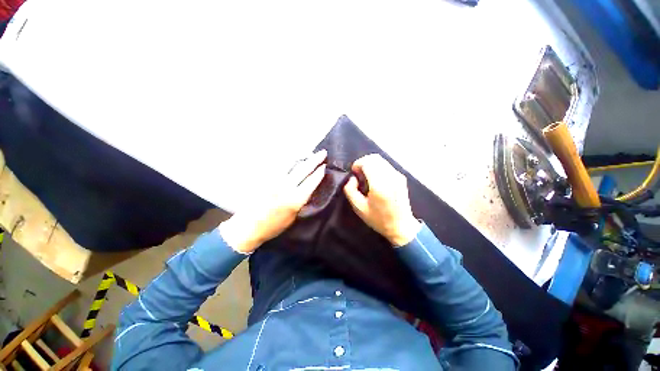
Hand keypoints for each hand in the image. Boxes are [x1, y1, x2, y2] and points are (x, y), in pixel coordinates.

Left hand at [220, 150, 326, 253]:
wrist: (248, 227)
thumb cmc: (273, 226)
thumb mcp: (293, 218)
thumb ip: (301, 202)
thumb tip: (308, 190)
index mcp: (295, 199)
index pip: (311, 181)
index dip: (319, 172)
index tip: (325, 165)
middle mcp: (286, 187)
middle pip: (303, 169)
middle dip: (315, 159)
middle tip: (323, 152)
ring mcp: (274, 181)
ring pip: (291, 164)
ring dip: (302, 157)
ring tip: (308, 153)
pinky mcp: (265, 178)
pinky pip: (279, 166)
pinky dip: (288, 161)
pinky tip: (292, 159)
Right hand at [343, 154, 420, 245]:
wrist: (401, 226)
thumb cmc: (378, 219)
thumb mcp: (358, 208)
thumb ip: (350, 190)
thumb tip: (353, 178)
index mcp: (379, 185)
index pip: (367, 162)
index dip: (358, 164)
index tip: (354, 173)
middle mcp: (390, 177)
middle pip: (374, 158)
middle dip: (363, 162)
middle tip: (359, 174)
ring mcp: (398, 176)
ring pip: (381, 160)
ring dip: (371, 164)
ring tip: (366, 176)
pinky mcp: (401, 177)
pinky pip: (386, 165)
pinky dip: (378, 167)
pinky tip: (375, 179)